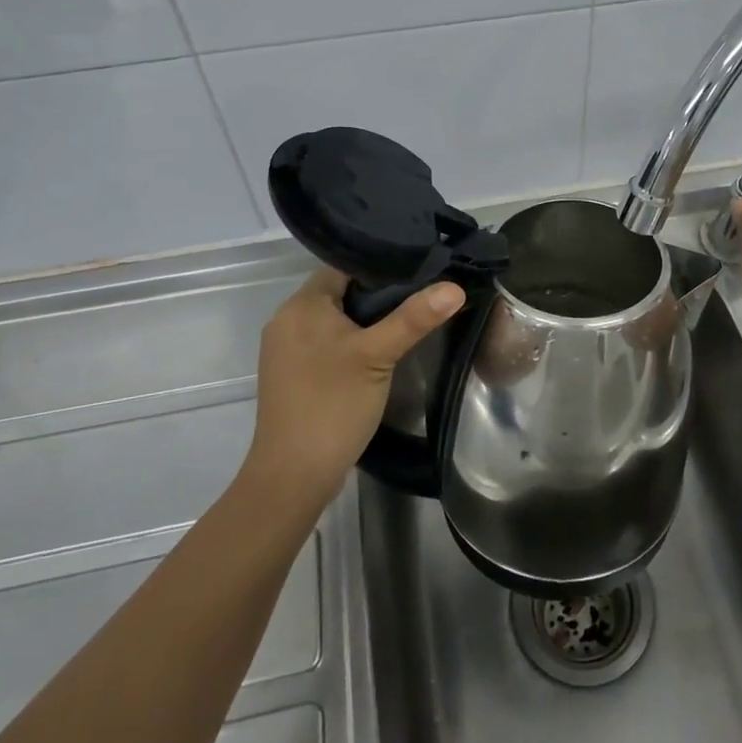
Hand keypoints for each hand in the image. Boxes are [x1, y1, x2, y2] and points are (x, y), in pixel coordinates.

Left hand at [246, 269, 463, 502]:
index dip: (380, 268)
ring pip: (333, 320)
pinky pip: (325, 343)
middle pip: (339, 293)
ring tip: (405, 323)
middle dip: (376, 296)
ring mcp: (286, 350)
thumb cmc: (333, 404)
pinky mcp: (292, 375)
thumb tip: (455, 287)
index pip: (344, 267)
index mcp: (301, 305)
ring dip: (364, 322)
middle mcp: (286, 320)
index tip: (418, 273)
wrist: (293, 475)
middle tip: (419, 298)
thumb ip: (414, 318)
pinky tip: (377, 354)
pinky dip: (350, 343)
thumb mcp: (378, 355)